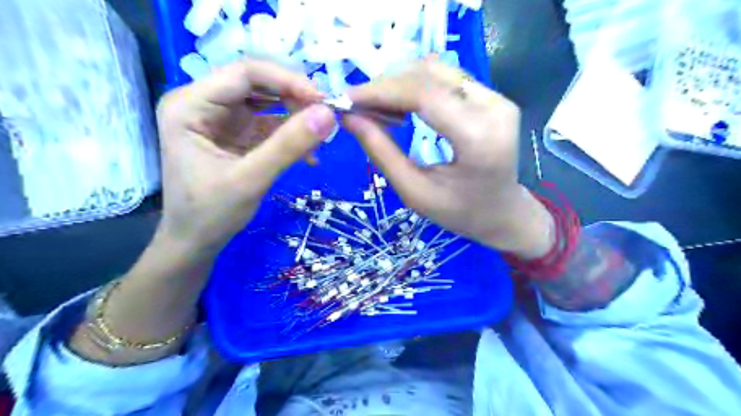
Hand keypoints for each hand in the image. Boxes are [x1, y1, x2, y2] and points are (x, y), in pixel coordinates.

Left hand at [156, 59, 336, 253]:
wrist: (196, 242)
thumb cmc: (211, 213)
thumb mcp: (251, 179)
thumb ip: (288, 145)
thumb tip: (329, 114)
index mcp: (190, 105)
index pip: (245, 73)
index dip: (287, 80)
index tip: (323, 101)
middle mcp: (203, 103)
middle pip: (258, 84)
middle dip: (295, 98)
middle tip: (326, 119)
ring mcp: (221, 118)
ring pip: (268, 102)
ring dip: (297, 117)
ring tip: (320, 139)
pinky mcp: (237, 134)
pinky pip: (270, 123)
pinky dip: (292, 135)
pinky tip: (309, 155)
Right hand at [344, 59, 552, 257]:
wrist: (501, 212)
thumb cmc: (459, 212)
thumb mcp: (414, 192)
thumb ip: (382, 152)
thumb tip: (349, 117)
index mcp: (478, 139)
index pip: (424, 95)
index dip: (381, 91)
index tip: (346, 100)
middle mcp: (493, 108)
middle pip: (428, 76)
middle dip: (385, 86)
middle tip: (357, 107)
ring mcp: (497, 98)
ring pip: (435, 71)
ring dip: (399, 84)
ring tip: (376, 108)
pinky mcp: (493, 96)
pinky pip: (446, 78)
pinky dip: (415, 86)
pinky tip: (399, 105)